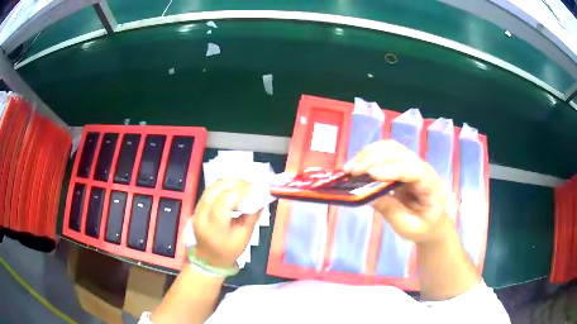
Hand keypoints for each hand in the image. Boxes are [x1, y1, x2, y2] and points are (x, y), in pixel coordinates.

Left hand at [192, 179, 260, 266]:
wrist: (208, 258)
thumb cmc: (228, 250)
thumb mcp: (244, 236)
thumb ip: (252, 216)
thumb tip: (261, 198)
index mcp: (214, 226)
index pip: (225, 200)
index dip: (241, 190)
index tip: (255, 187)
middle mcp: (202, 215)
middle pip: (216, 189)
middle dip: (235, 182)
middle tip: (251, 184)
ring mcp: (197, 209)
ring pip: (212, 187)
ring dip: (229, 182)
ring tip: (244, 185)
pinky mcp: (197, 206)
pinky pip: (210, 190)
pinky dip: (223, 186)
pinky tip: (234, 189)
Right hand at [345, 140, 452, 242]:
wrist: (432, 223)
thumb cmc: (423, 228)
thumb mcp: (408, 227)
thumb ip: (391, 211)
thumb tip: (368, 196)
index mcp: (432, 186)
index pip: (415, 170)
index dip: (393, 169)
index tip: (371, 173)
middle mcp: (424, 169)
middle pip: (400, 154)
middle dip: (374, 159)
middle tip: (351, 171)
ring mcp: (413, 164)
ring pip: (392, 148)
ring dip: (369, 153)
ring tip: (350, 167)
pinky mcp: (402, 164)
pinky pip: (387, 152)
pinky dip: (371, 154)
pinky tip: (358, 163)